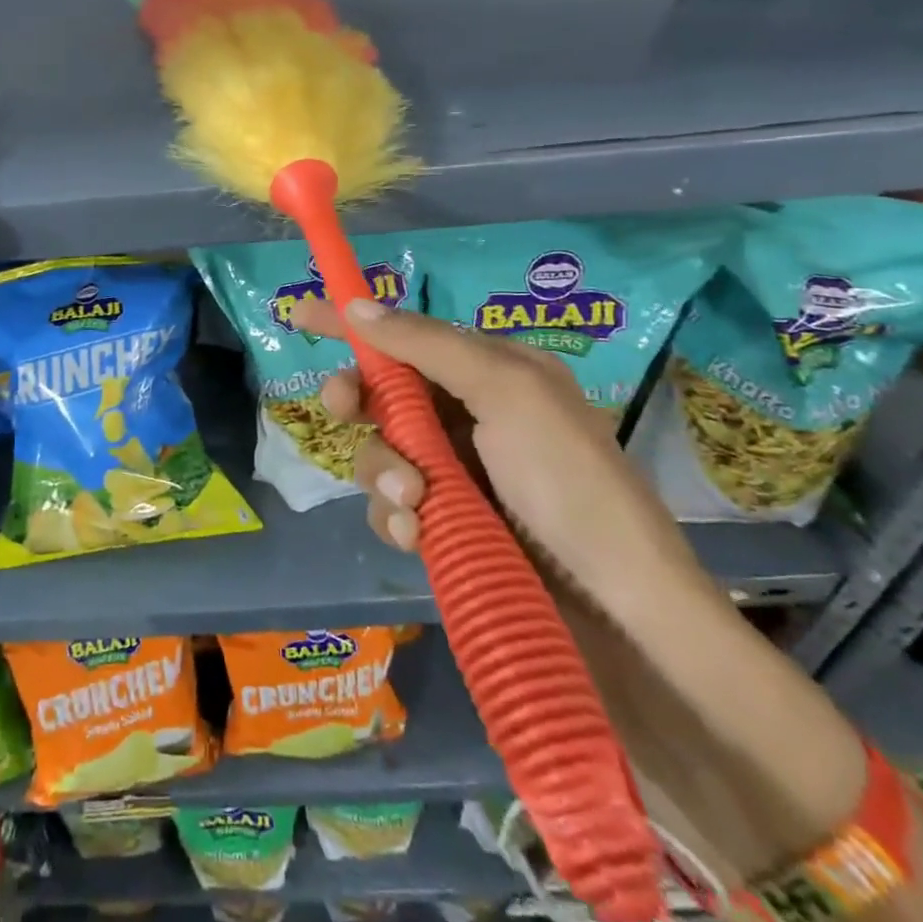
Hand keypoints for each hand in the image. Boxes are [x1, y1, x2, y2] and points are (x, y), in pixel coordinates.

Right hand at [292, 298, 706, 609]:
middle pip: (380, 392)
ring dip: (384, 473)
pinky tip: (418, 537)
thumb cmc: (569, 483)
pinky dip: (396, 518)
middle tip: (342, 407)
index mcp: (490, 373)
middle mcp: (467, 417)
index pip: (406, 335)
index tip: (300, 315)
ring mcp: (454, 475)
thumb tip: (358, 306)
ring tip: (417, 504)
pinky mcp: (445, 527)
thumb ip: (428, 346)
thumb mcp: (507, 392)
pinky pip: (390, 507)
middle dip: (357, 399)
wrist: (621, 615)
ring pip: (378, 452)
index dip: (352, 323)